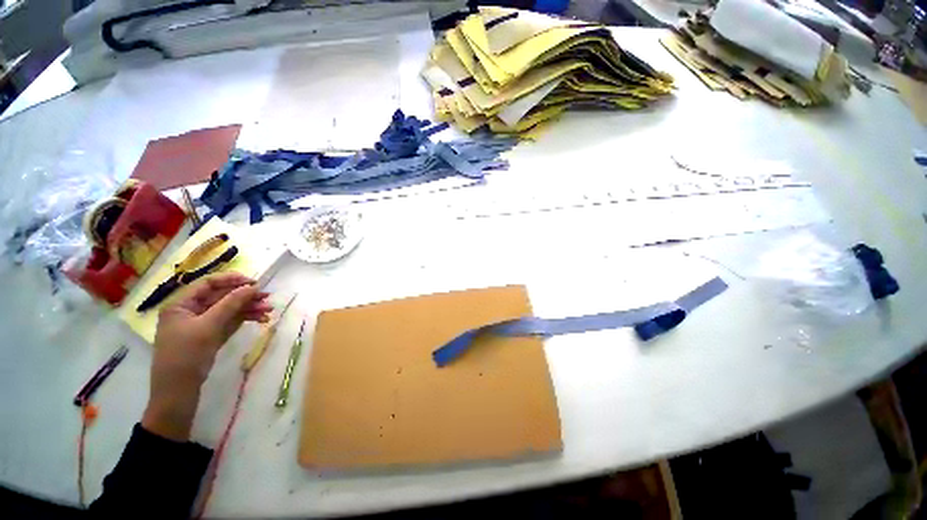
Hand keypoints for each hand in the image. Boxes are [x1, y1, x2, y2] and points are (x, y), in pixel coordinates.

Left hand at [142, 273, 272, 440]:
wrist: (178, 391)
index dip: (231, 280)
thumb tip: (252, 286)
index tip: (255, 282)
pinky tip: (260, 319)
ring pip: (229, 310)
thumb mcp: (208, 326)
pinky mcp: (211, 336)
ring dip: (249, 308)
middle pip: (221, 297)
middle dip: (245, 297)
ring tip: (269, 310)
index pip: (208, 284)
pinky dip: (245, 319)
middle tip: (268, 297)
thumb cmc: (186, 354)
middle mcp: (190, 311)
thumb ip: (230, 304)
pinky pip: (230, 322)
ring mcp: (201, 324)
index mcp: (181, 304)